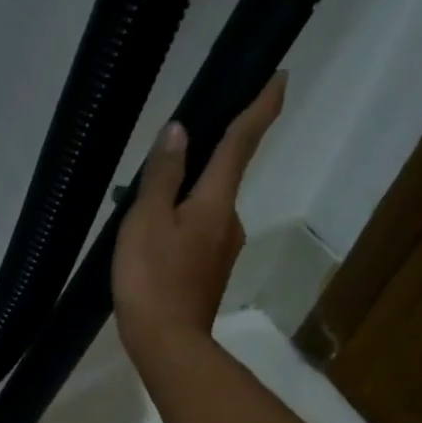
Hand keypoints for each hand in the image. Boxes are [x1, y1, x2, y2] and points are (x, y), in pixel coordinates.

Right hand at [111, 72, 285, 367]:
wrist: (167, 344)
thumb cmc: (152, 280)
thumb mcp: (146, 222)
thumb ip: (163, 176)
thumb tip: (179, 132)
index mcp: (216, 203)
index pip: (241, 144)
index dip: (260, 109)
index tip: (279, 77)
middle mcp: (229, 222)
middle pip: (219, 177)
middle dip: (200, 161)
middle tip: (162, 160)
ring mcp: (222, 251)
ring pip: (204, 209)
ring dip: (182, 200)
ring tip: (141, 210)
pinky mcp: (209, 273)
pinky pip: (196, 234)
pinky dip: (178, 226)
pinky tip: (151, 241)